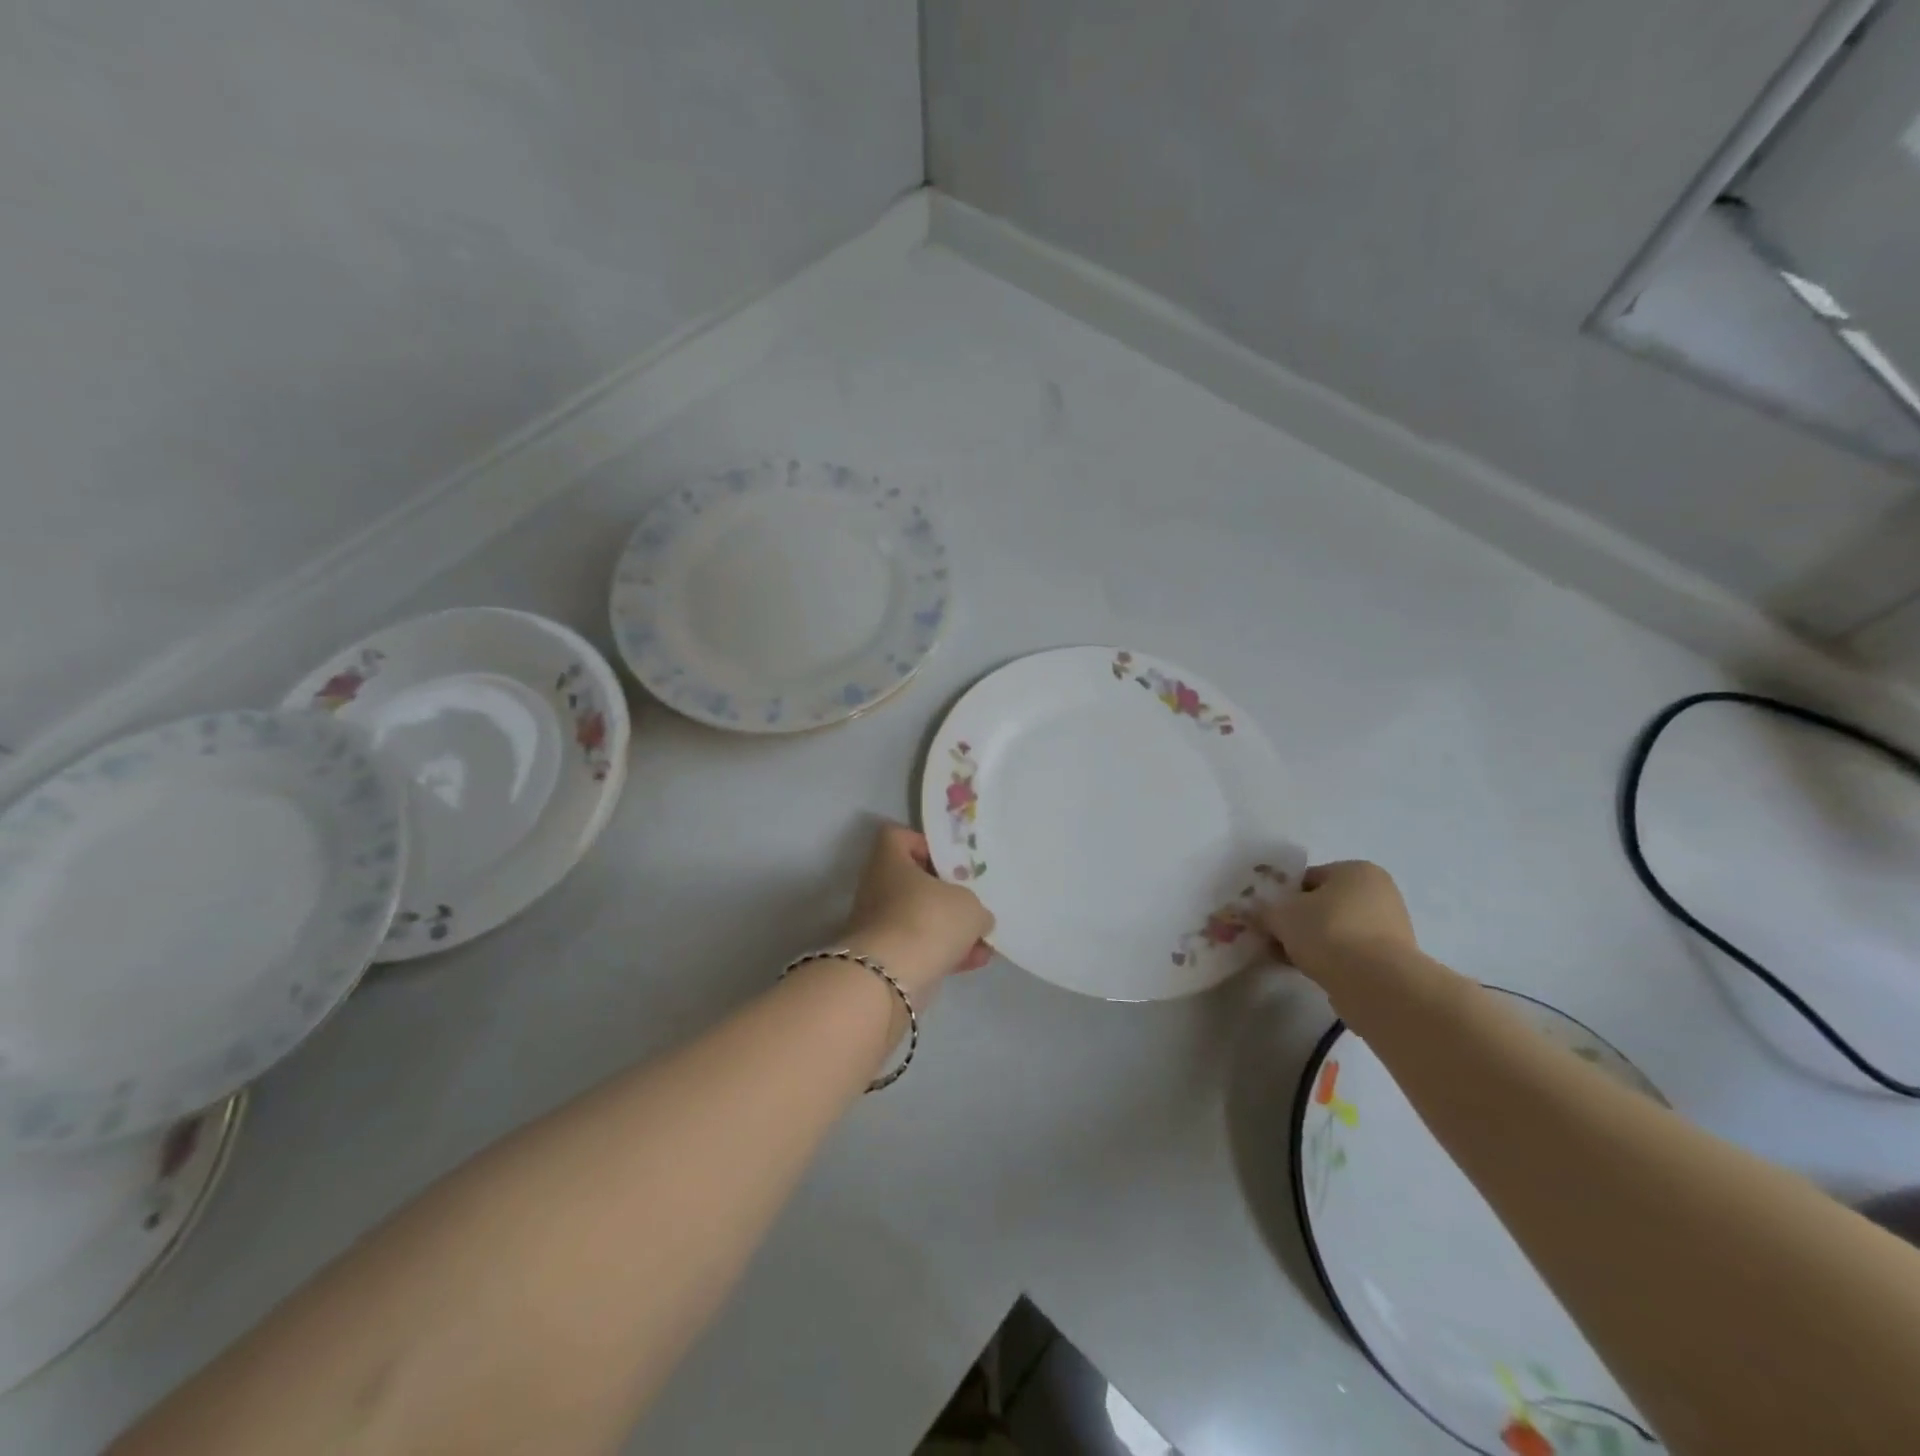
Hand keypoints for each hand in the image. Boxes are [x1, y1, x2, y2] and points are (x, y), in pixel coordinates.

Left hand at [842, 823, 994, 997]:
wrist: (889, 980)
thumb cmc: (927, 920)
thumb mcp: (969, 905)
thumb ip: (976, 906)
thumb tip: (978, 918)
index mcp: (889, 862)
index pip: (896, 837)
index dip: (922, 843)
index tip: (948, 860)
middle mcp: (878, 890)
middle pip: (913, 882)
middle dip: (945, 894)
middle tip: (972, 900)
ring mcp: (879, 926)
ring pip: (920, 919)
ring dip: (950, 929)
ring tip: (984, 938)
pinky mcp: (886, 960)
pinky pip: (920, 949)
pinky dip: (945, 954)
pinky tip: (976, 961)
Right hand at [1261, 861, 1417, 986]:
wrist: (1376, 984)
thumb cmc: (1328, 932)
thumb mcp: (1281, 916)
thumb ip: (1261, 910)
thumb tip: (1247, 911)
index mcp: (1357, 870)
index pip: (1308, 878)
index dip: (1282, 896)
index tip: (1266, 916)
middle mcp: (1379, 892)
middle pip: (1323, 904)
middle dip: (1297, 921)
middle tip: (1274, 938)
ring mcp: (1390, 927)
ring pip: (1336, 930)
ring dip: (1312, 942)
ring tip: (1288, 958)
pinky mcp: (1392, 960)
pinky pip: (1350, 953)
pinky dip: (1330, 959)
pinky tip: (1310, 971)